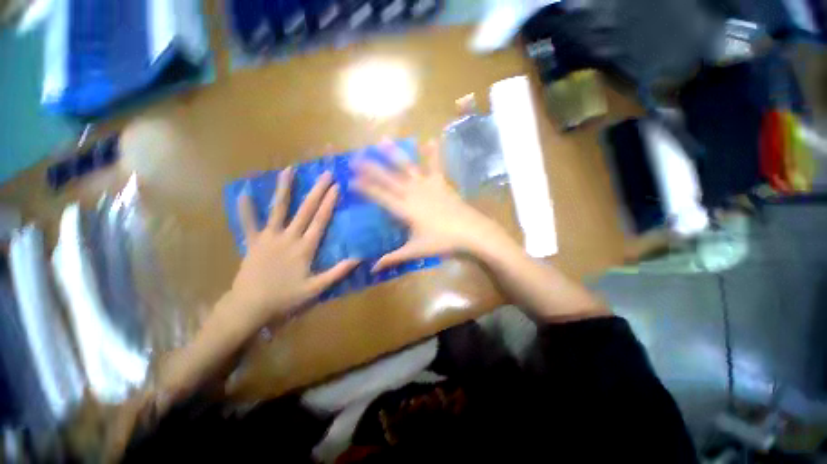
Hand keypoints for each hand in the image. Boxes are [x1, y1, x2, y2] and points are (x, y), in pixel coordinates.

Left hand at [229, 168, 358, 324]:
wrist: (249, 306)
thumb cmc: (285, 297)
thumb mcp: (316, 288)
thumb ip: (337, 272)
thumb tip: (358, 258)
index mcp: (305, 247)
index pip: (320, 220)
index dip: (329, 203)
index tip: (336, 187)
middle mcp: (288, 237)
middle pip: (305, 210)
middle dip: (316, 190)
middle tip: (325, 174)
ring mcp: (269, 237)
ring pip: (277, 209)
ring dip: (284, 189)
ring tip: (287, 170)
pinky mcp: (253, 242)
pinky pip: (248, 223)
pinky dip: (246, 209)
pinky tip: (243, 192)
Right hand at [353, 139, 509, 271]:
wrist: (471, 232)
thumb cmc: (442, 242)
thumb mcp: (416, 250)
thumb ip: (394, 258)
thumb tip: (373, 268)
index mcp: (405, 209)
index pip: (380, 196)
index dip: (365, 188)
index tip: (350, 180)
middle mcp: (412, 193)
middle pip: (388, 179)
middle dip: (370, 168)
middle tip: (355, 157)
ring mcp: (427, 185)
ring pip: (407, 167)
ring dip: (394, 154)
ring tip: (382, 141)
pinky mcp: (441, 182)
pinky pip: (436, 165)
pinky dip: (433, 153)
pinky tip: (431, 139)